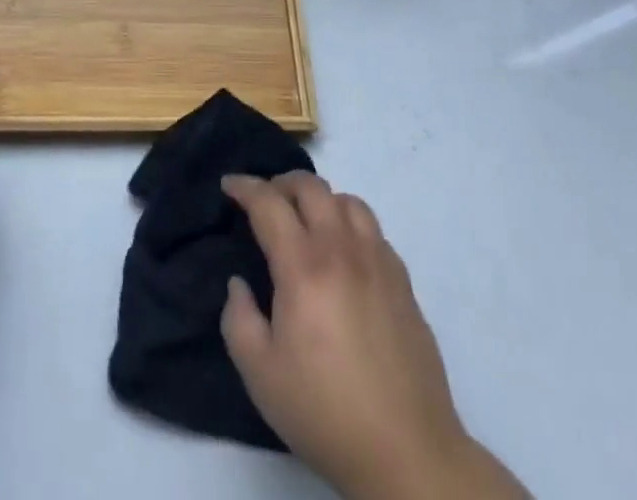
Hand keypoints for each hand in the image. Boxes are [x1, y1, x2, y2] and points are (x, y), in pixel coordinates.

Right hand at [221, 173, 526, 499]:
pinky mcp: (403, 283)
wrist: (408, 454)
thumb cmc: (325, 413)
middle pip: (311, 187)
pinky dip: (350, 224)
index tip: (229, 185)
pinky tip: (344, 253)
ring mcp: (378, 262)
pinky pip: (374, 230)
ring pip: (347, 200)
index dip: (244, 187)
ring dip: (320, 200)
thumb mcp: (260, 374)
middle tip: (265, 202)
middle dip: (281, 183)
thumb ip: (238, 319)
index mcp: (303, 266)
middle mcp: (342, 250)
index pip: (268, 203)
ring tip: (307, 222)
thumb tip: (239, 285)